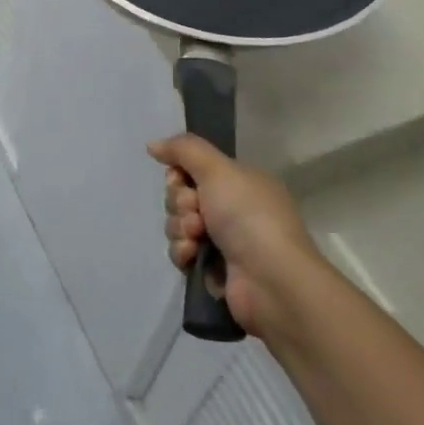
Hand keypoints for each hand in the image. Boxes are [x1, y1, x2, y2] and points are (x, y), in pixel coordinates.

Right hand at [149, 134, 322, 343]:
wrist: (271, 280)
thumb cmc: (248, 216)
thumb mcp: (218, 170)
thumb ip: (183, 149)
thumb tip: (152, 144)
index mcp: (240, 182)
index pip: (193, 169)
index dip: (179, 175)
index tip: (181, 180)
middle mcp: (233, 208)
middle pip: (181, 197)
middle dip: (180, 204)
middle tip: (197, 213)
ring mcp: (224, 240)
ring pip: (178, 225)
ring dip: (180, 229)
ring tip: (197, 238)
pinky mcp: (213, 269)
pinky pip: (182, 252)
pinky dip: (183, 252)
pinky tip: (193, 256)